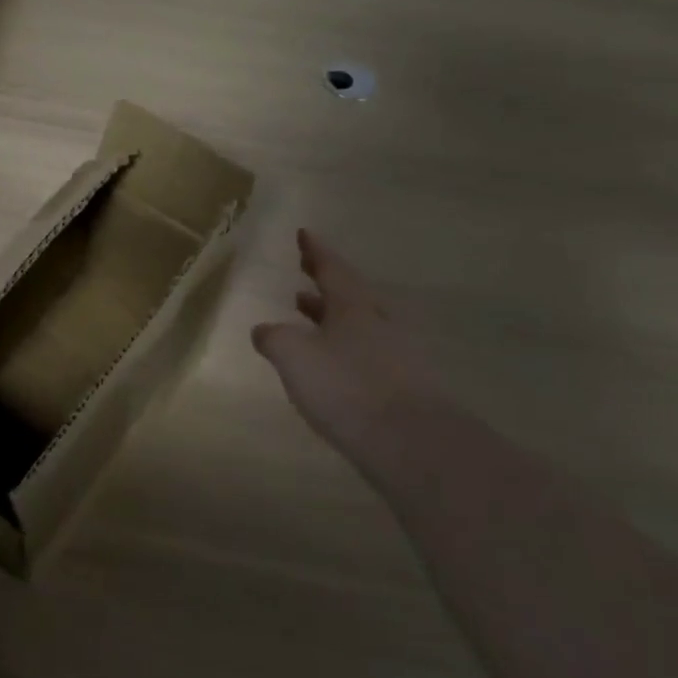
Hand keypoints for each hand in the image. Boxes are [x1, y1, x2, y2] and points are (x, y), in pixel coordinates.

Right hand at [253, 229, 449, 453]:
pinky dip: (345, 347)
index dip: (316, 252)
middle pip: (350, 293)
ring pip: (360, 323)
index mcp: (354, 307)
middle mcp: (379, 324)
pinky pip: (368, 354)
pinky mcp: (405, 388)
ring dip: (332, 315)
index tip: (305, 234)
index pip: (332, 269)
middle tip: (306, 269)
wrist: (413, 443)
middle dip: (325, 281)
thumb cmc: (347, 387)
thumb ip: (274, 338)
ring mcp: (397, 356)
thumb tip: (264, 330)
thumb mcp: (294, 356)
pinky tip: (332, 363)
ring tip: (307, 312)